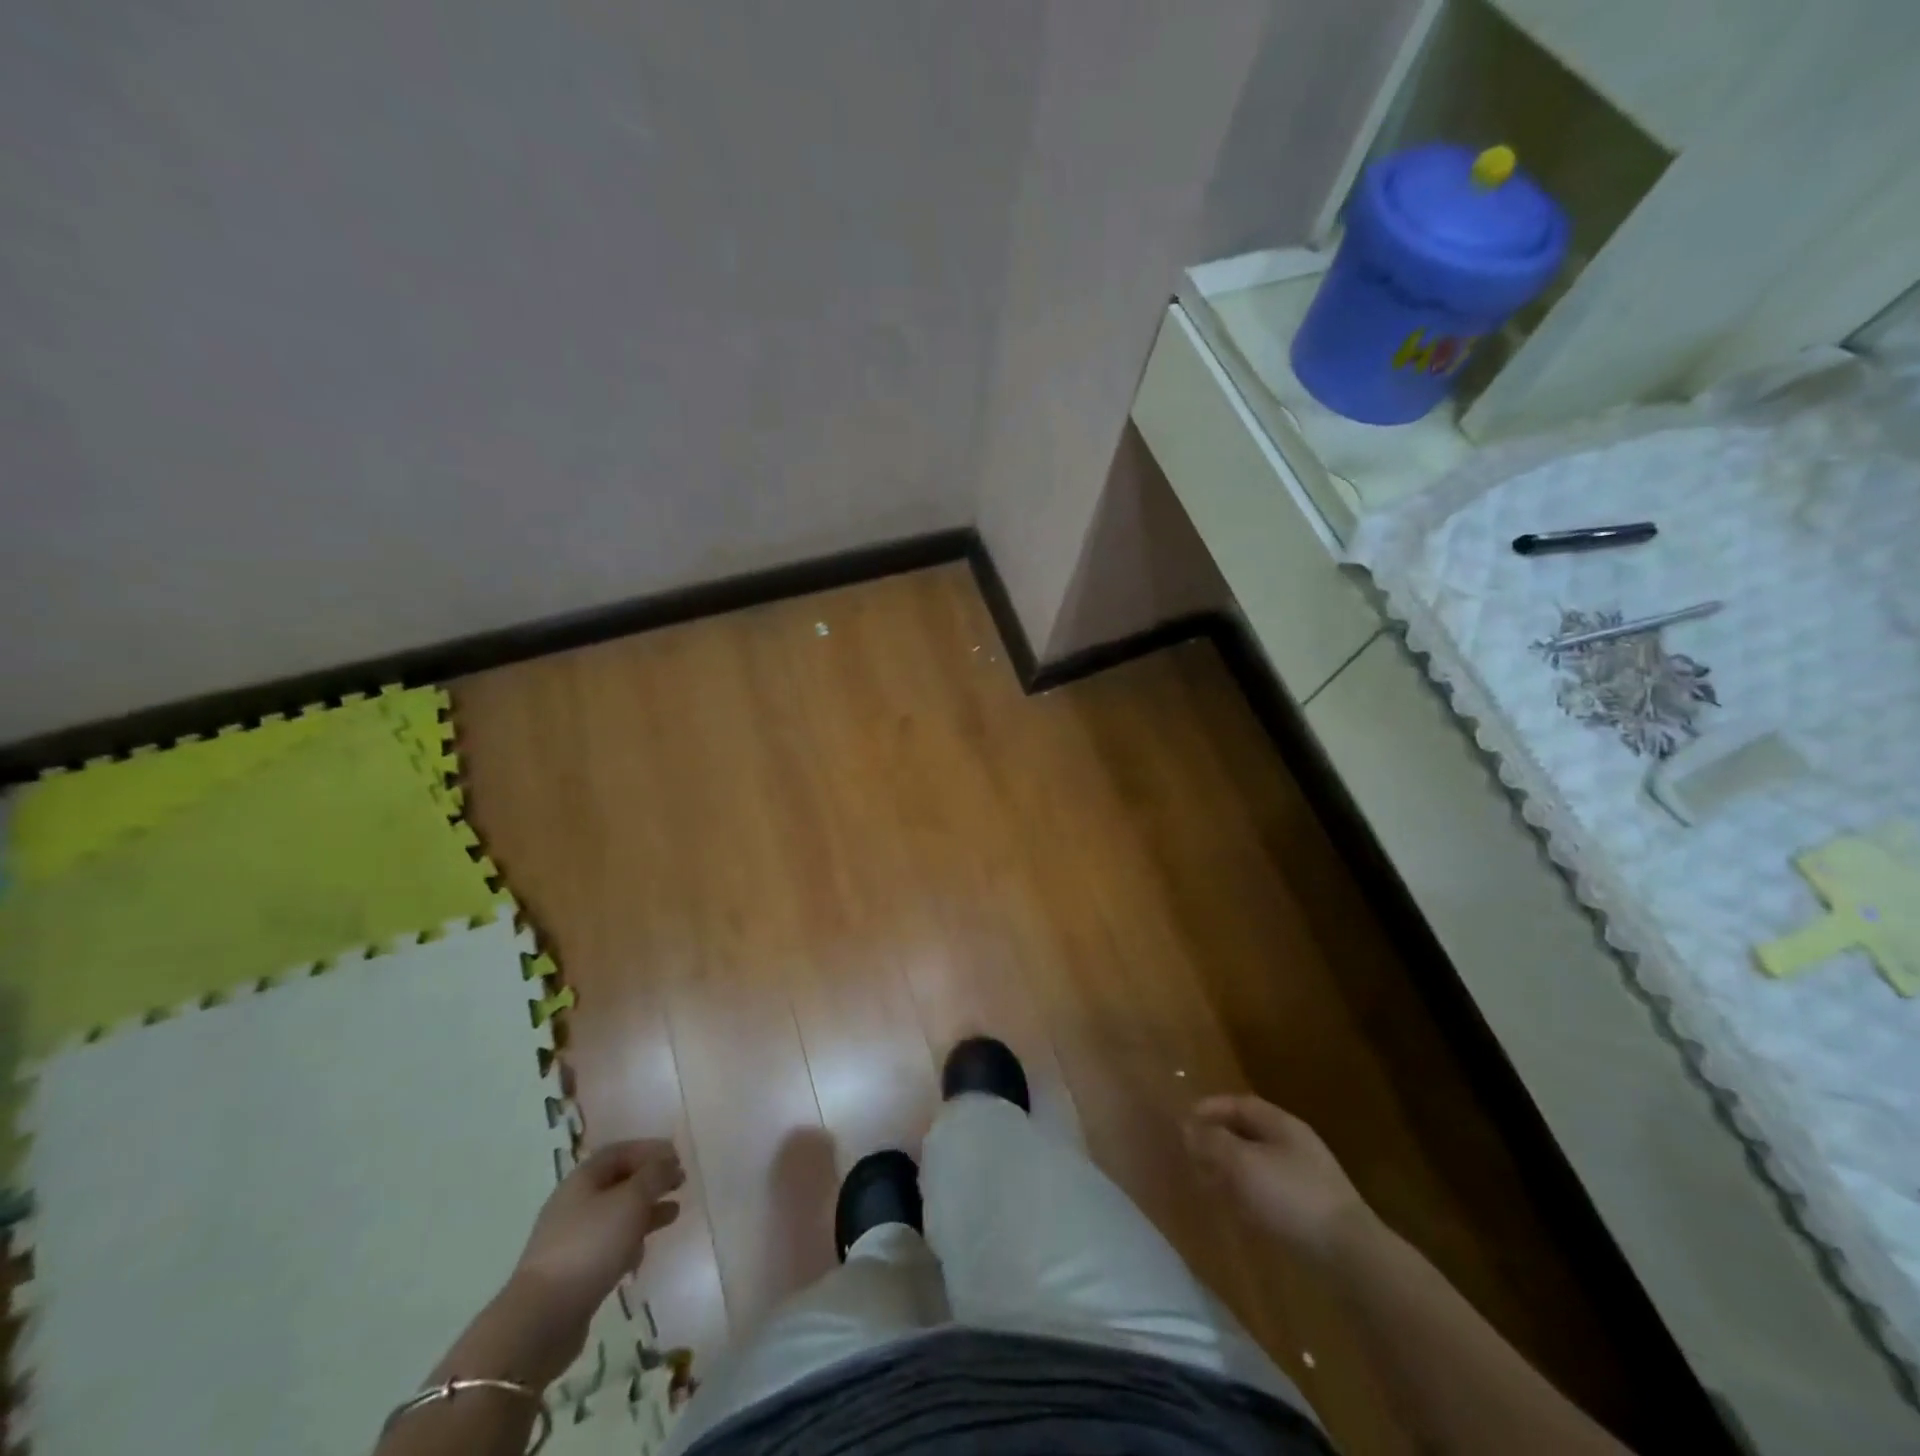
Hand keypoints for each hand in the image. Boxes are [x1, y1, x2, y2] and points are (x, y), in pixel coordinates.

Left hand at [509, 1138, 684, 1331]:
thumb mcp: (631, 1200)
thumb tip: (668, 1161)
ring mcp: (572, 1239)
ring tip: (674, 1214)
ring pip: (616, 1215)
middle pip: (618, 1182)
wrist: (543, 1318)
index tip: (678, 1157)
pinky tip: (642, 1254)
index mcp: (583, 1179)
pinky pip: (608, 1246)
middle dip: (651, 1181)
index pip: (620, 1151)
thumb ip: (655, 1175)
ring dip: (646, 1211)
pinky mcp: (574, 1271)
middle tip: (680, 1184)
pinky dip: (630, 1242)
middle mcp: (574, 1203)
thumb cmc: (591, 1245)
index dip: (650, 1149)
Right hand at [1184, 1095, 1372, 1262]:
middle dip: (1218, 1139)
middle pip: (1248, 1131)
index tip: (1184, 1121)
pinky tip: (1238, 1209)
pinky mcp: (1311, 1208)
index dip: (1210, 1108)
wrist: (1350, 1255)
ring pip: (1258, 1161)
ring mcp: (1306, 1176)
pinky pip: (1270, 1188)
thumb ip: (1212, 1142)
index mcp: (1280, 1124)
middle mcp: (1294, 1143)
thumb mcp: (1242, 1164)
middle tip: (1191, 1153)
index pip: (1239, 1104)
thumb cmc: (1291, 1197)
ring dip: (1231, 1167)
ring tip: (1208, 1182)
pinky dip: (1248, 1190)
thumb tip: (1187, 1127)